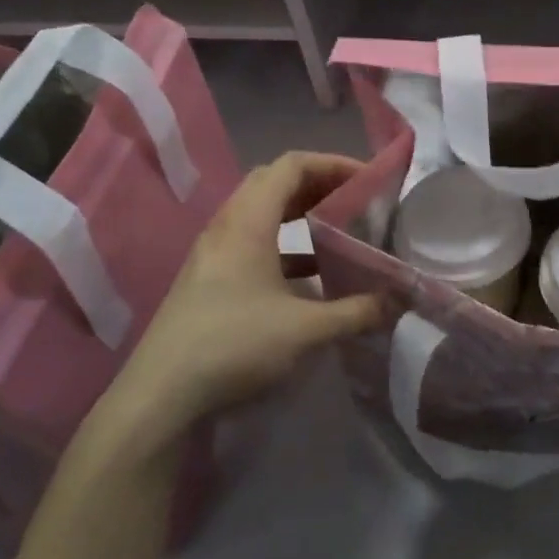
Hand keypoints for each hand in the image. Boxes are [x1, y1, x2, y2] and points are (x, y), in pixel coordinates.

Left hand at [86, 152, 385, 462]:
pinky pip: (254, 243)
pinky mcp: (210, 279)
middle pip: (275, 183)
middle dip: (319, 185)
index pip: (291, 166)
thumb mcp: (305, 330)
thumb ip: (356, 312)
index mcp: (248, 222)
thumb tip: (397, 302)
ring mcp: (214, 253)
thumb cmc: (234, 346)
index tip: (369, 181)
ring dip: (302, 215)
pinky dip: (287, 245)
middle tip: (357, 202)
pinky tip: (312, 275)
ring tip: (340, 233)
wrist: (161, 395)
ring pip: (262, 214)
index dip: (333, 164)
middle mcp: (228, 227)